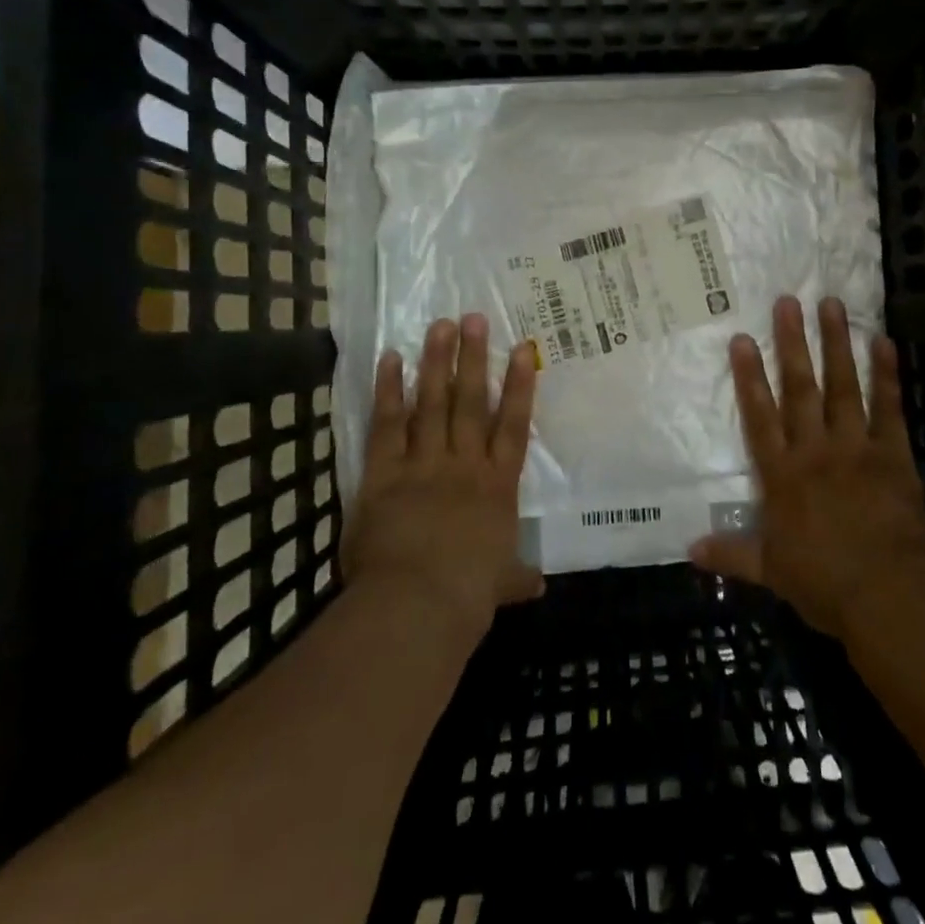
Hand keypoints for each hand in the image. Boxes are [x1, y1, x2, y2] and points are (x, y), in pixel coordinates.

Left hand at [342, 314, 543, 643]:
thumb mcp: (501, 585)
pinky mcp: (385, 473)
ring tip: (439, 325)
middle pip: (472, 402)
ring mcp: (425, 464)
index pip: (513, 424)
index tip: (522, 348)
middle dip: (473, 358)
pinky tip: (390, 359)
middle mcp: (464, 464)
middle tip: (473, 318)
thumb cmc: (468, 594)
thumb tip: (538, 586)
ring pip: (433, 404)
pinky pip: (387, 425)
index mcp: (497, 485)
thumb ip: (518, 576)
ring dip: (436, 362)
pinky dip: (389, 392)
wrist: (418, 605)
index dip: (519, 384)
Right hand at [690, 295, 924, 640]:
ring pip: (842, 387)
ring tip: (831, 304)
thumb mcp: (770, 571)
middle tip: (788, 301)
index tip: (741, 338)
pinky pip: (888, 408)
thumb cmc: (823, 583)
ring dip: (835, 344)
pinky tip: (883, 341)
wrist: (887, 594)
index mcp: (782, 475)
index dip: (749, 376)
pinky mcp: (892, 454)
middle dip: (792, 343)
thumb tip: (689, 549)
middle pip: (800, 388)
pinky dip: (886, 375)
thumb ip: (731, 553)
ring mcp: (855, 447)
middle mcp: (814, 450)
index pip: (760, 416)